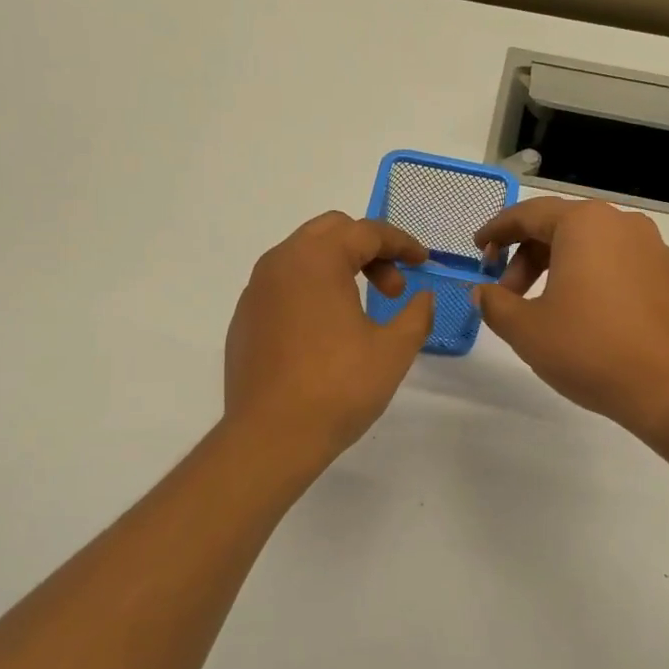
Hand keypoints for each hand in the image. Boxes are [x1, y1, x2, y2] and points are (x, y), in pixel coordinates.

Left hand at [224, 212, 435, 458]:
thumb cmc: (338, 387)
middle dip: (369, 249)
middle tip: (394, 287)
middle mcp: (279, 263)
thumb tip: (424, 298)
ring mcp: (255, 290)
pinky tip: (326, 331)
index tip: (424, 262)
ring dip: (338, 267)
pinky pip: (283, 286)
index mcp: (316, 259)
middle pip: (330, 232)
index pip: (365, 232)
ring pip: (303, 257)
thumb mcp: (393, 350)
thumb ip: (416, 314)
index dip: (401, 243)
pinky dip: (311, 290)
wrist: (270, 436)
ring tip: (362, 309)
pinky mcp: (245, 318)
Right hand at [473, 198, 668, 443]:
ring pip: (588, 246)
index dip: (496, 232)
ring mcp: (651, 247)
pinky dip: (588, 278)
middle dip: (525, 258)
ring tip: (541, 310)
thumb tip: (483, 291)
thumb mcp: (526, 329)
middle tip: (506, 295)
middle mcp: (620, 223)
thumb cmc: (591, 349)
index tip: (477, 250)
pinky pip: (615, 263)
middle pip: (558, 228)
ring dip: (555, 270)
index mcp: (584, 224)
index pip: (527, 215)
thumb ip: (495, 304)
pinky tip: (580, 315)